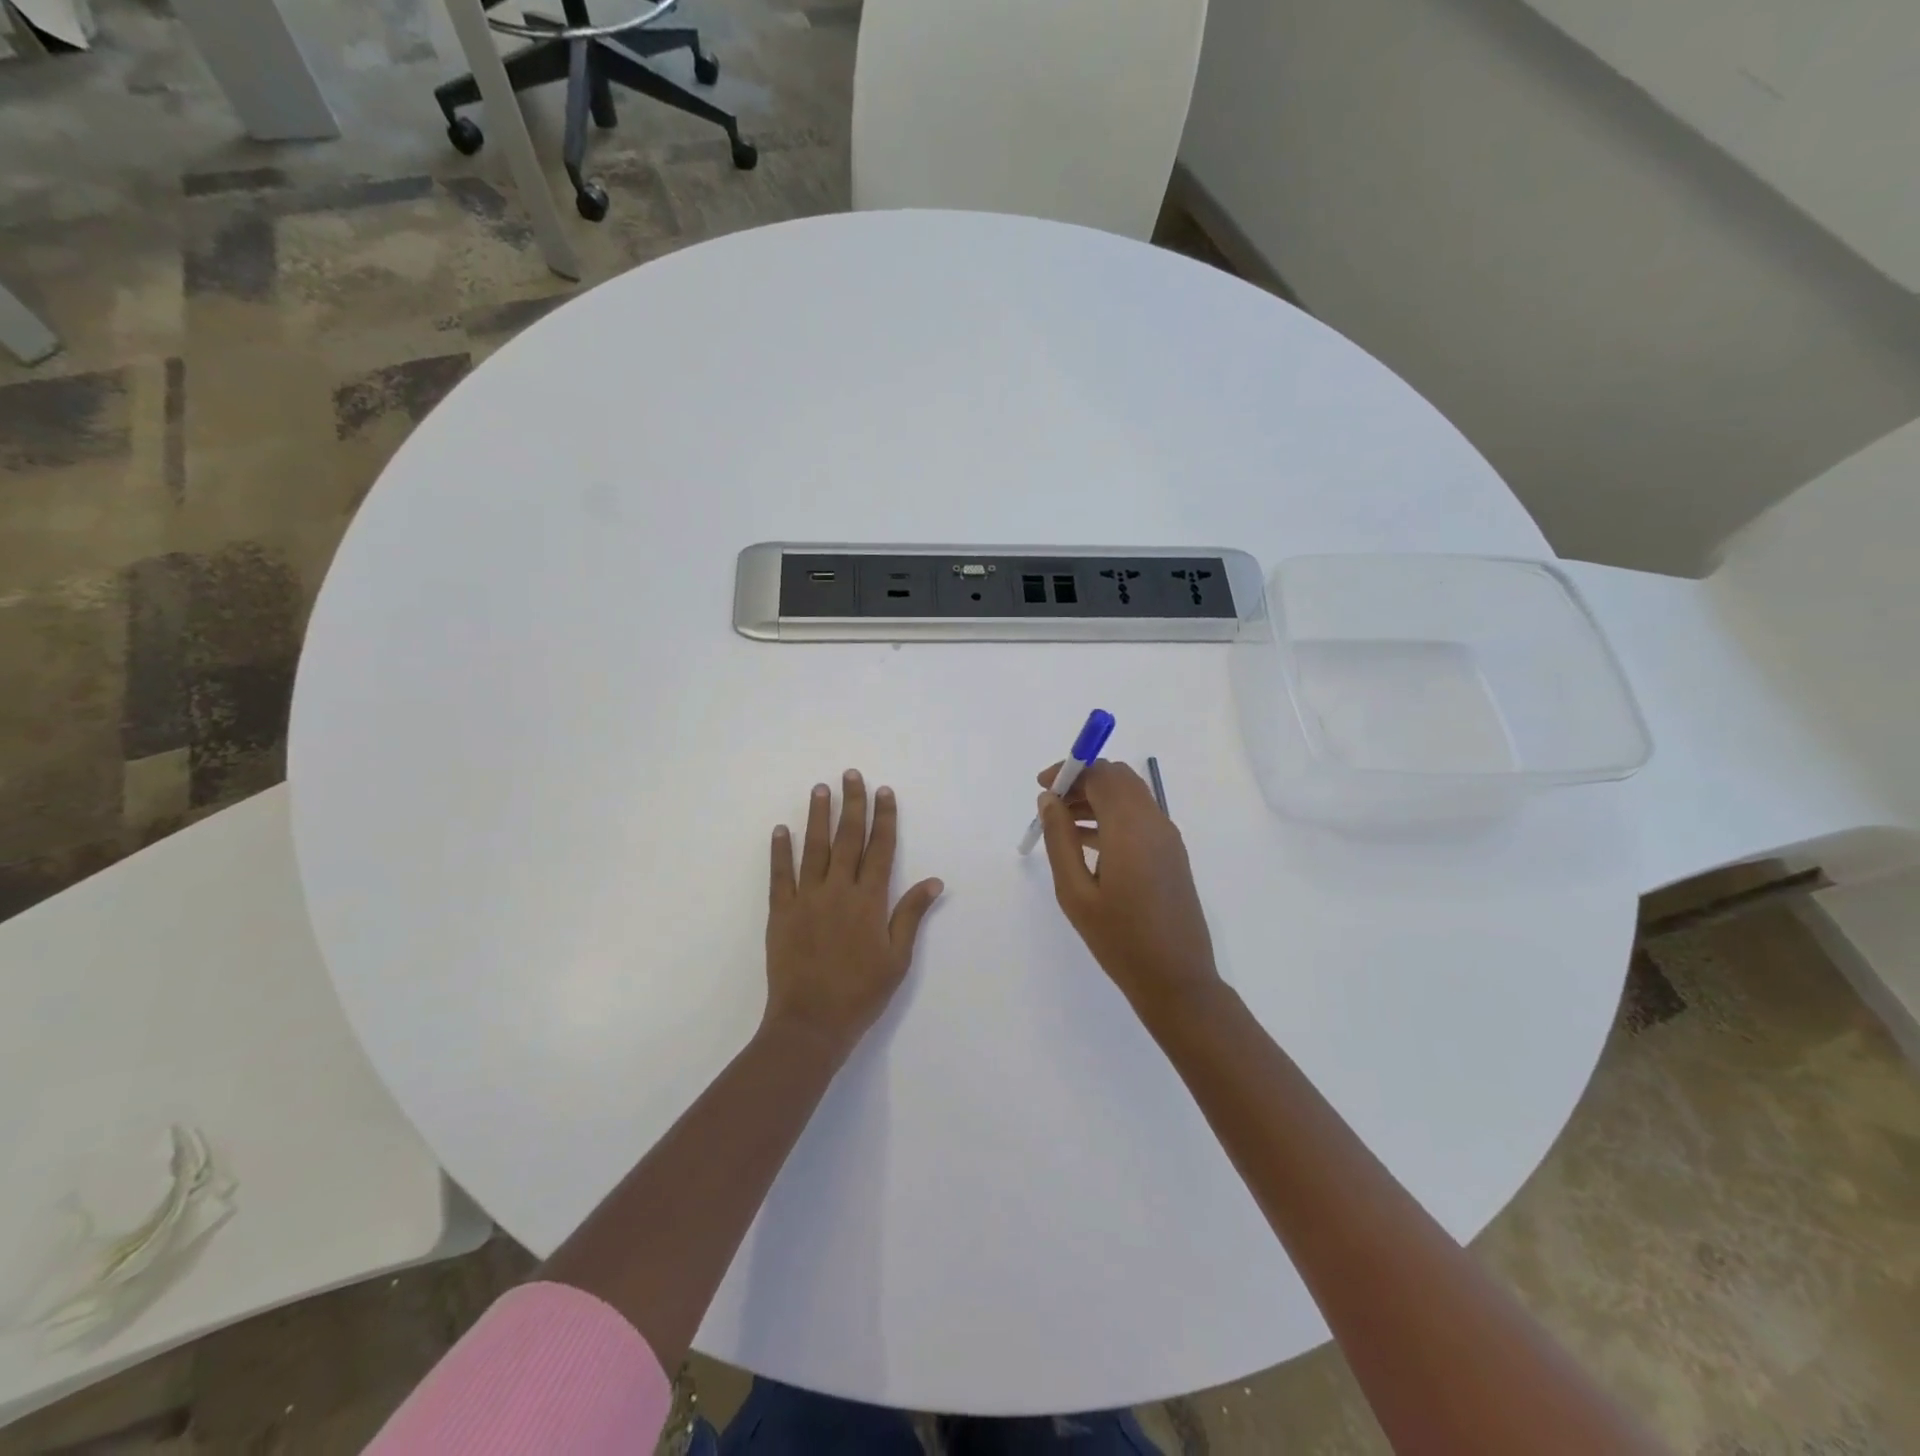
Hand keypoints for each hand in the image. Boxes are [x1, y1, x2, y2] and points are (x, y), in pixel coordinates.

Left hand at [765, 770, 943, 1056]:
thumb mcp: (897, 958)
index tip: (884, 792)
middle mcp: (839, 890)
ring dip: (818, 816)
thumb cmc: (861, 993)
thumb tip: (933, 880)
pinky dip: (780, 850)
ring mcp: (807, 899)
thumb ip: (911, 915)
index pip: (880, 849)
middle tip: (851, 775)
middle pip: (848, 839)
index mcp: (870, 901)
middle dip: (852, 804)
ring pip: (814, 848)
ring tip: (820, 789)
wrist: (811, 1023)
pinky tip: (781, 829)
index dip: (884, 818)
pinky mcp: (781, 912)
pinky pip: (780, 875)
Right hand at [1035, 760, 1220, 1019]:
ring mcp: (1168, 838)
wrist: (1176, 980)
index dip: (1070, 771)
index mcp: (1130, 827)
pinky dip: (1113, 816)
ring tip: (1063, 826)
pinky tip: (1088, 843)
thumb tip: (1049, 799)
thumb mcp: (1075, 891)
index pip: (1101, 773)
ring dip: (1097, 798)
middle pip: (1118, 778)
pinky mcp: (1172, 853)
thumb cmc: (1119, 939)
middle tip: (1052, 806)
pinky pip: (1140, 817)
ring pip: (1130, 796)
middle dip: (1083, 781)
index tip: (1043, 788)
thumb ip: (1059, 839)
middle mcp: (1154, 822)